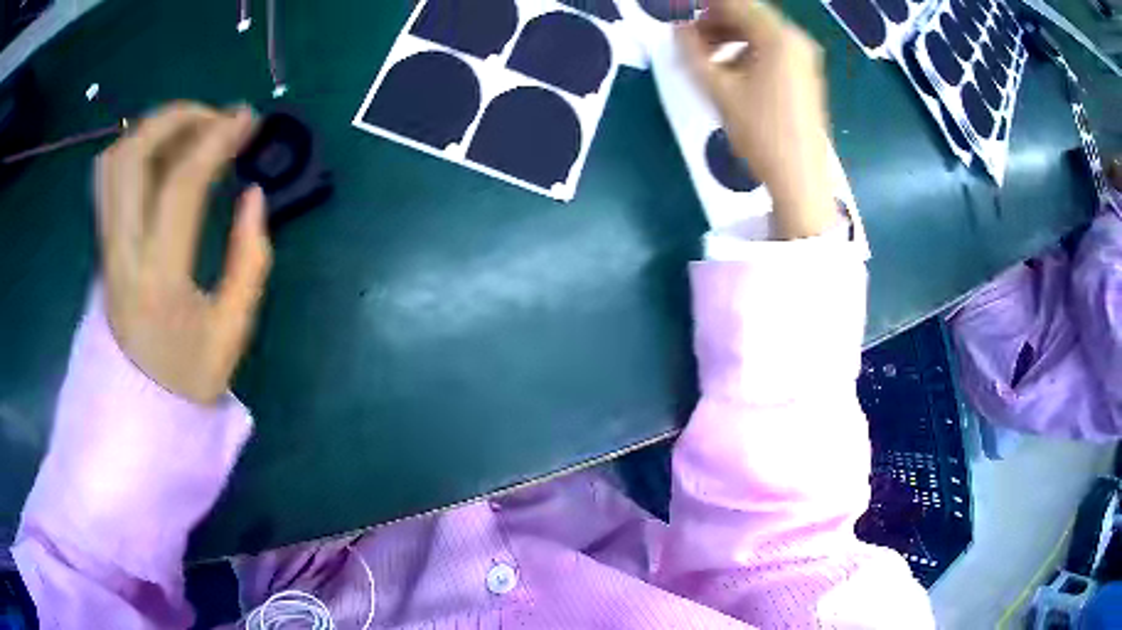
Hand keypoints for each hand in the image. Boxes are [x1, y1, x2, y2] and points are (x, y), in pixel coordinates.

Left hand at [95, 103, 272, 404]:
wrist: (138, 415)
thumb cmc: (187, 382)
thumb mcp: (232, 332)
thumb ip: (250, 260)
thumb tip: (254, 195)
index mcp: (158, 280)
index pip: (181, 185)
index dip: (216, 139)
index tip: (247, 119)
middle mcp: (121, 254)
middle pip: (132, 155)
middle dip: (177, 117)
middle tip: (214, 118)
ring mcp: (106, 248)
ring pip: (114, 161)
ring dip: (154, 129)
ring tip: (191, 130)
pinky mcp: (103, 246)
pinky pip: (111, 180)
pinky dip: (138, 151)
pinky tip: (164, 159)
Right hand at [679, 0, 836, 238]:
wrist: (800, 179)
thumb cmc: (759, 132)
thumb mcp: (718, 89)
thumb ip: (691, 51)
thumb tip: (677, 28)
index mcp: (777, 36)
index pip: (734, 3)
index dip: (703, 6)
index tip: (679, 14)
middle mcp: (796, 39)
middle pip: (749, 15)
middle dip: (715, 21)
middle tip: (689, 39)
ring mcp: (805, 58)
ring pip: (760, 32)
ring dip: (729, 36)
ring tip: (706, 59)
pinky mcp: (806, 75)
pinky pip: (772, 49)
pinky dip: (748, 50)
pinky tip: (733, 71)